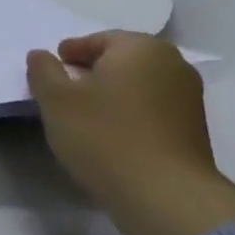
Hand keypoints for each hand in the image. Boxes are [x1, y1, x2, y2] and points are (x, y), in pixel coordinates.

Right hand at [28, 33, 215, 203]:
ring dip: (112, 95)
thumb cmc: (104, 136)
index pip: (96, 40)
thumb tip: (41, 55)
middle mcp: (172, 63)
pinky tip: (112, 136)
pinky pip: (152, 109)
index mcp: (140, 47)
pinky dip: (130, 114)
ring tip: (86, 119)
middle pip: (120, 61)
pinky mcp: (194, 128)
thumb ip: (43, 70)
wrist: (163, 194)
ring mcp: (189, 96)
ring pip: (137, 85)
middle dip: (91, 74)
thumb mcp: (56, 100)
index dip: (68, 55)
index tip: (50, 76)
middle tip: (64, 96)